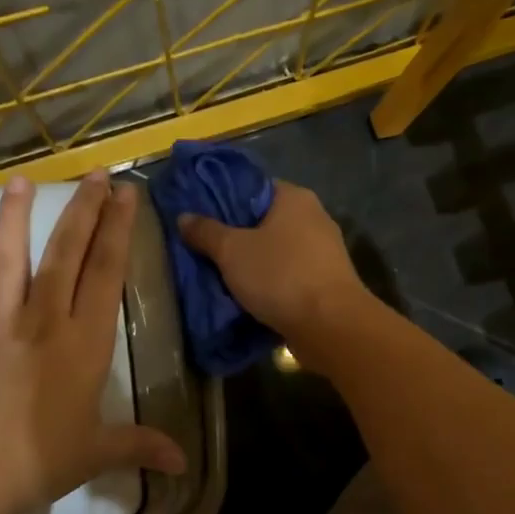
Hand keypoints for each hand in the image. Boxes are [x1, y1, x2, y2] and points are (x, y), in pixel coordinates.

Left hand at [0, 171, 186, 513]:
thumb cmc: (41, 461)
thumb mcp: (98, 453)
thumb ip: (141, 446)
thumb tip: (183, 463)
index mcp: (84, 344)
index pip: (106, 275)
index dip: (118, 232)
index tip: (125, 195)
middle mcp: (44, 324)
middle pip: (65, 257)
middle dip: (83, 212)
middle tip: (95, 174)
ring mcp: (0, 329)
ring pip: (10, 263)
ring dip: (16, 220)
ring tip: (21, 180)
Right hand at [176, 181, 368, 346]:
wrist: (330, 325)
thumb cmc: (280, 276)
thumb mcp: (232, 251)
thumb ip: (206, 232)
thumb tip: (184, 217)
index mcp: (294, 198)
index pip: (254, 188)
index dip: (225, 200)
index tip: (201, 217)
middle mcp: (314, 218)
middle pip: (265, 222)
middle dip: (237, 236)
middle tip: (205, 250)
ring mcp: (324, 253)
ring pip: (277, 252)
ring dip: (253, 264)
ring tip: (221, 276)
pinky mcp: (326, 283)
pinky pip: (289, 277)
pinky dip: (270, 284)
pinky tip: (249, 297)